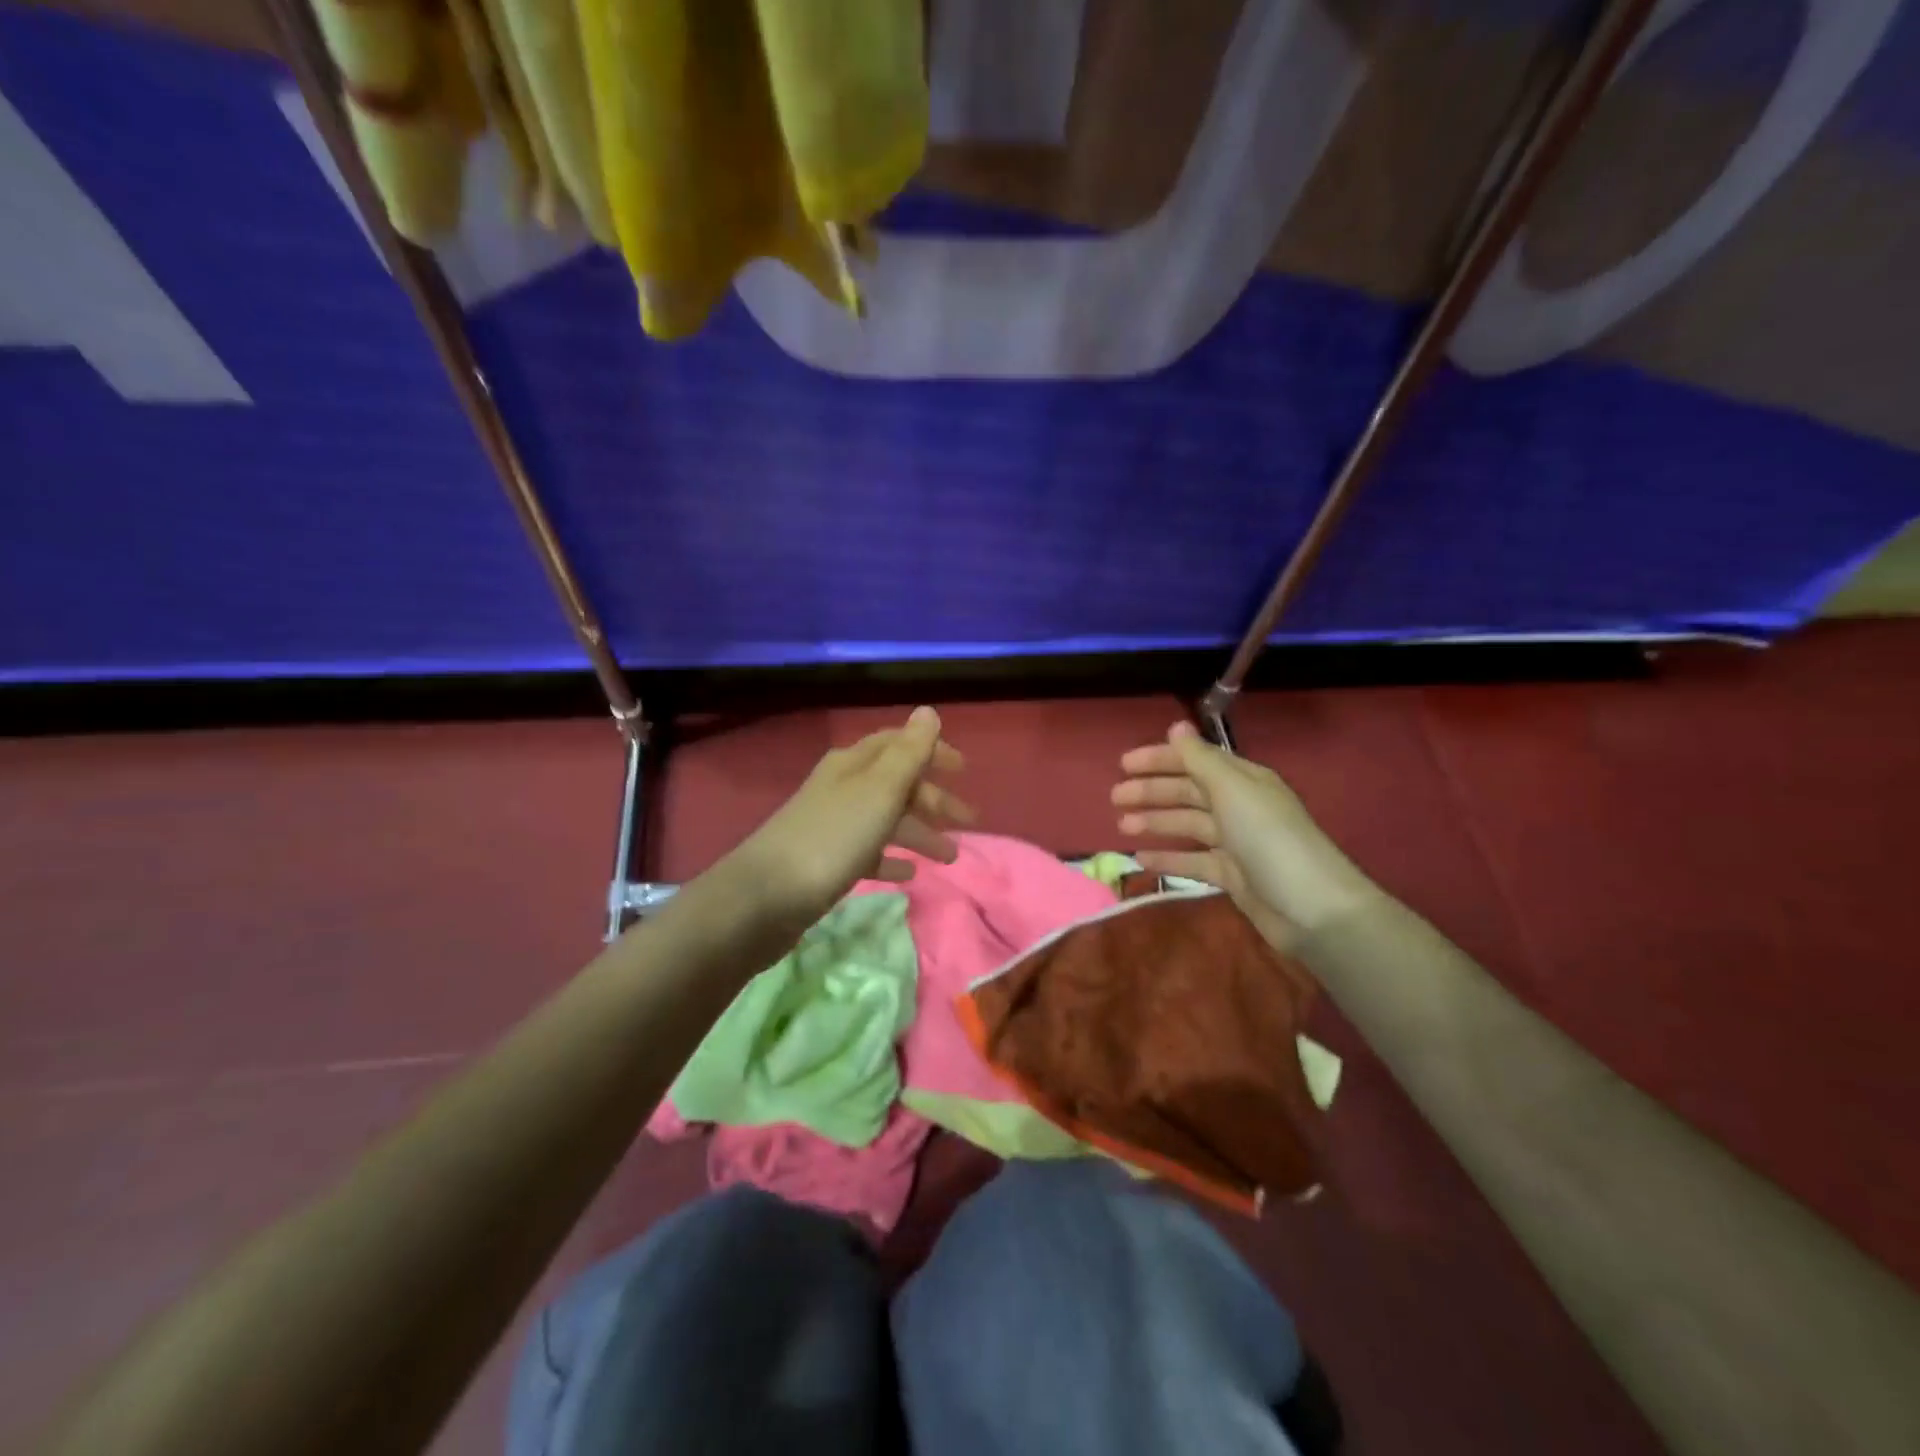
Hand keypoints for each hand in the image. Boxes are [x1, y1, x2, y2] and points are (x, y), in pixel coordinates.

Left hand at [731, 707, 973, 927]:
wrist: (766, 897)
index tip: (964, 770)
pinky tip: (908, 874)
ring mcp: (832, 825)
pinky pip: (868, 853)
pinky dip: (891, 859)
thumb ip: (908, 753)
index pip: (898, 744)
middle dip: (933, 800)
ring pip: (886, 820)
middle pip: (896, 784)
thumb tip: (927, 711)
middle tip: (967, 822)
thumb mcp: (879, 791)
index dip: (931, 751)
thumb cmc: (833, 837)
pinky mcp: (826, 862)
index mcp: (854, 764)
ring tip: (949, 858)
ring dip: (919, 833)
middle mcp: (842, 787)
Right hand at [1111, 722, 1375, 948]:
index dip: (1160, 759)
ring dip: (1155, 822)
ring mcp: (1237, 843)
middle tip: (1115, 797)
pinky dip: (1169, 857)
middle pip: (1188, 791)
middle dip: (1152, 791)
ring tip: (1122, 826)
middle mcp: (1240, 806)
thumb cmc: (1269, 839)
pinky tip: (1141, 859)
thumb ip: (1199, 759)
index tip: (1123, 764)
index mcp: (1243, 780)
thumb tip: (1176, 726)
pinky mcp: (1234, 876)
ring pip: (1188, 825)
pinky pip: (1193, 860)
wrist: (1312, 907)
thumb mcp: (1232, 790)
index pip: (1195, 760)